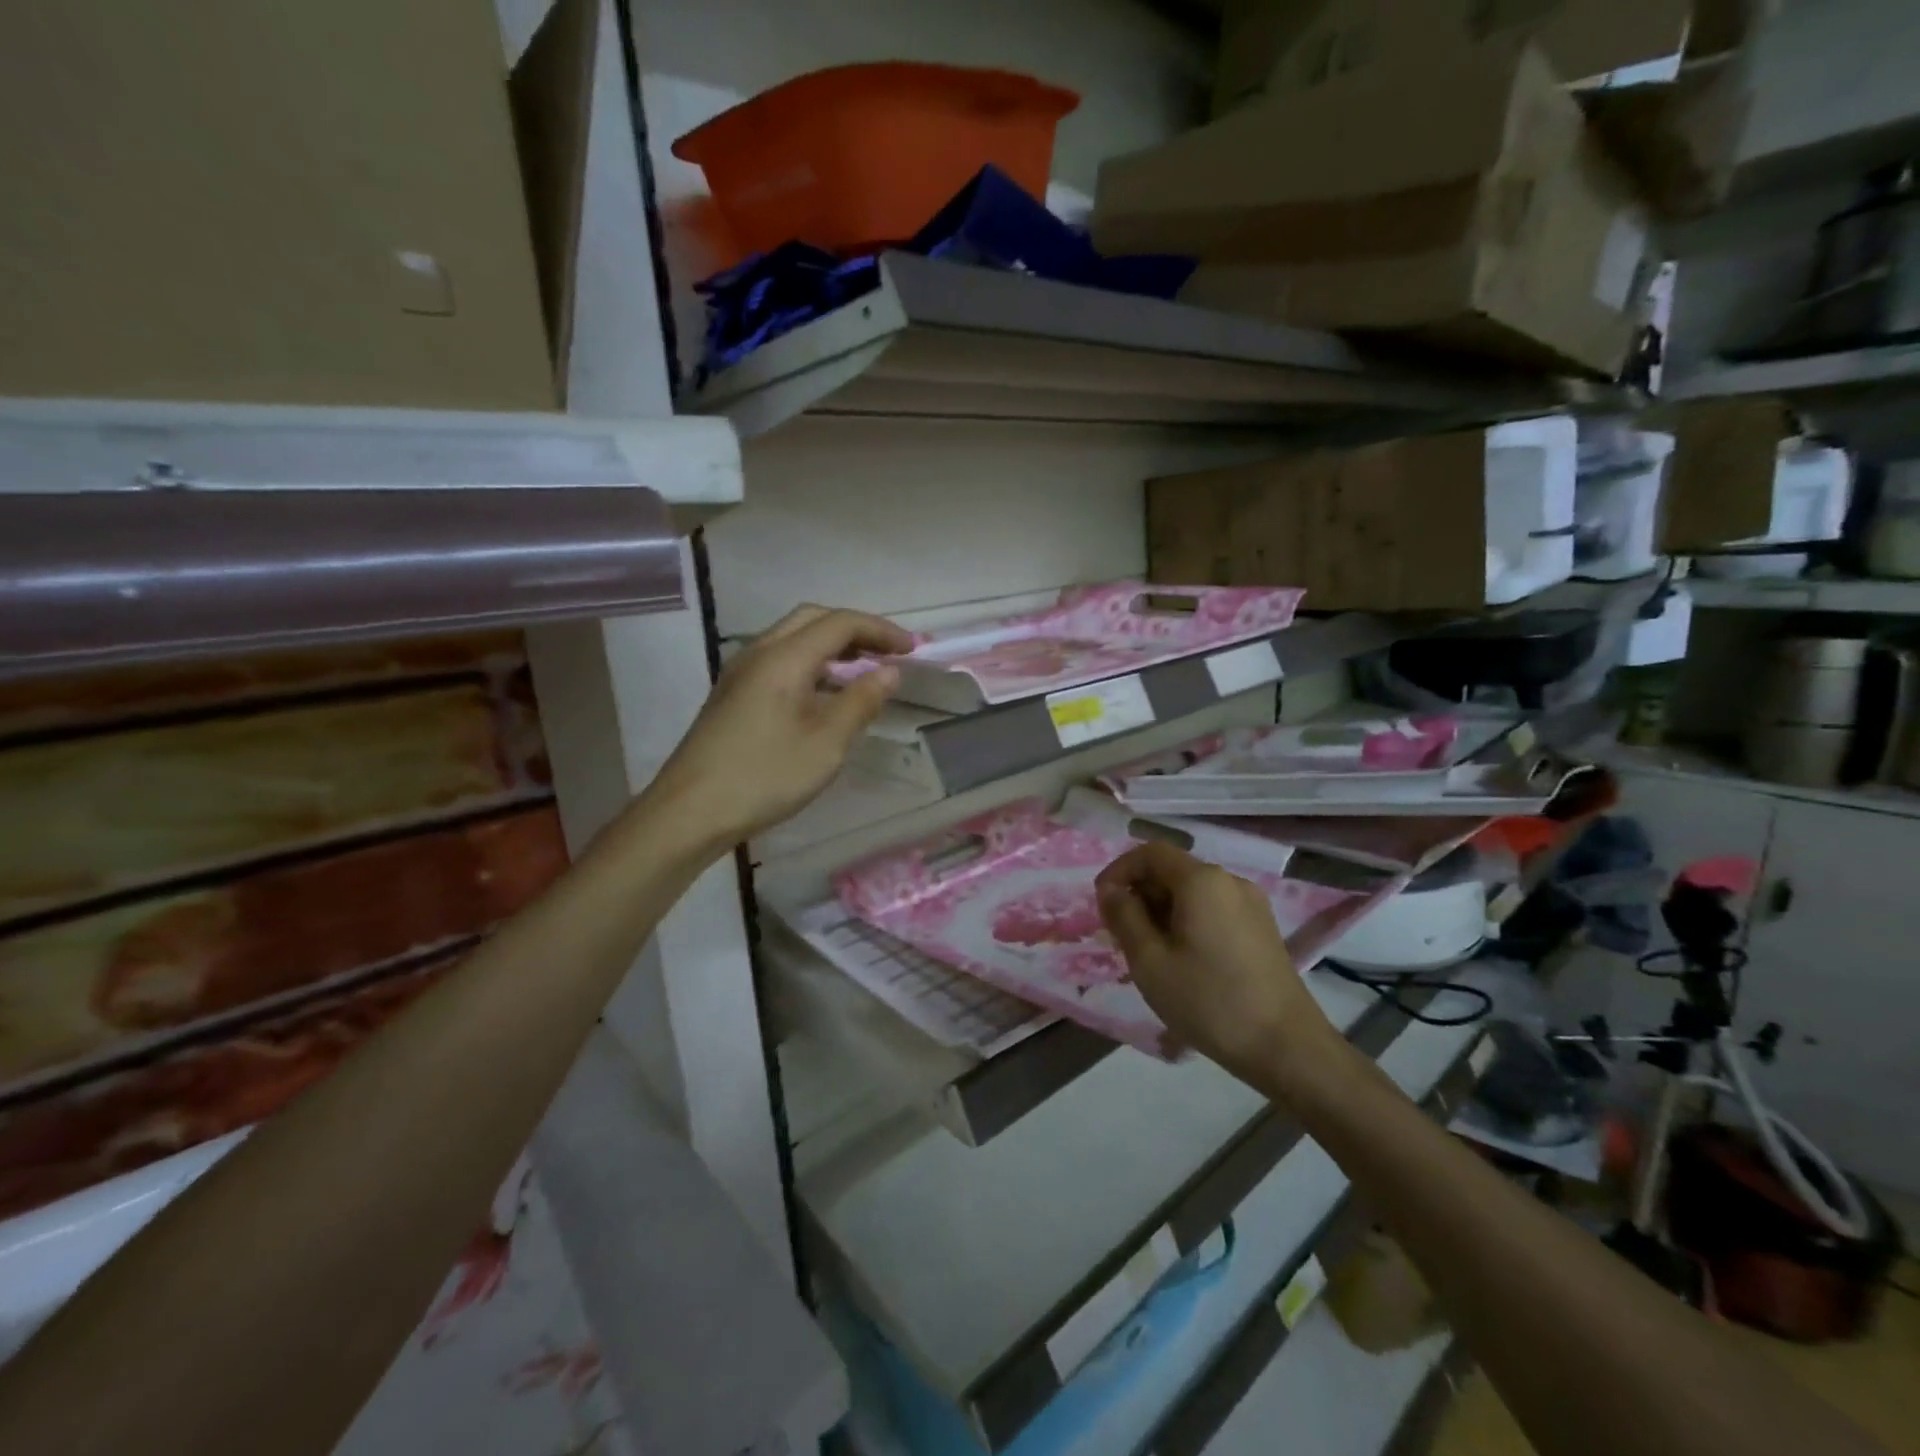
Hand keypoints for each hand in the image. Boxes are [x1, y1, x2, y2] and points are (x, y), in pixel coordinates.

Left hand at [643, 605, 912, 851]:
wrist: (690, 811)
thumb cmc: (764, 776)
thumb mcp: (826, 743)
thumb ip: (860, 701)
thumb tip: (889, 672)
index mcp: (783, 657)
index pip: (839, 623)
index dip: (880, 630)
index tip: (913, 649)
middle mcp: (759, 653)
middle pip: (813, 620)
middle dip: (856, 630)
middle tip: (888, 652)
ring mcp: (741, 673)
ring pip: (793, 639)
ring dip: (832, 646)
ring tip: (864, 670)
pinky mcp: (733, 694)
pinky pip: (779, 661)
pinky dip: (812, 664)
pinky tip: (826, 694)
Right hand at [1096, 842, 1341, 1091]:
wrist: (1287, 1048)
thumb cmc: (1209, 1001)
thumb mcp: (1150, 961)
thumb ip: (1124, 917)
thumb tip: (1110, 890)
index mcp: (1202, 881)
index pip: (1150, 853)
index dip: (1119, 871)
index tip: (1101, 903)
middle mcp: (1229, 881)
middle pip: (1173, 870)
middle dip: (1140, 893)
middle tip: (1120, 934)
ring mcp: (1251, 904)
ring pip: (1192, 892)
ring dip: (1162, 910)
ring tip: (1147, 951)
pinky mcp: (1262, 928)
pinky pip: (1213, 909)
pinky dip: (1187, 921)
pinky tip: (1181, 959)